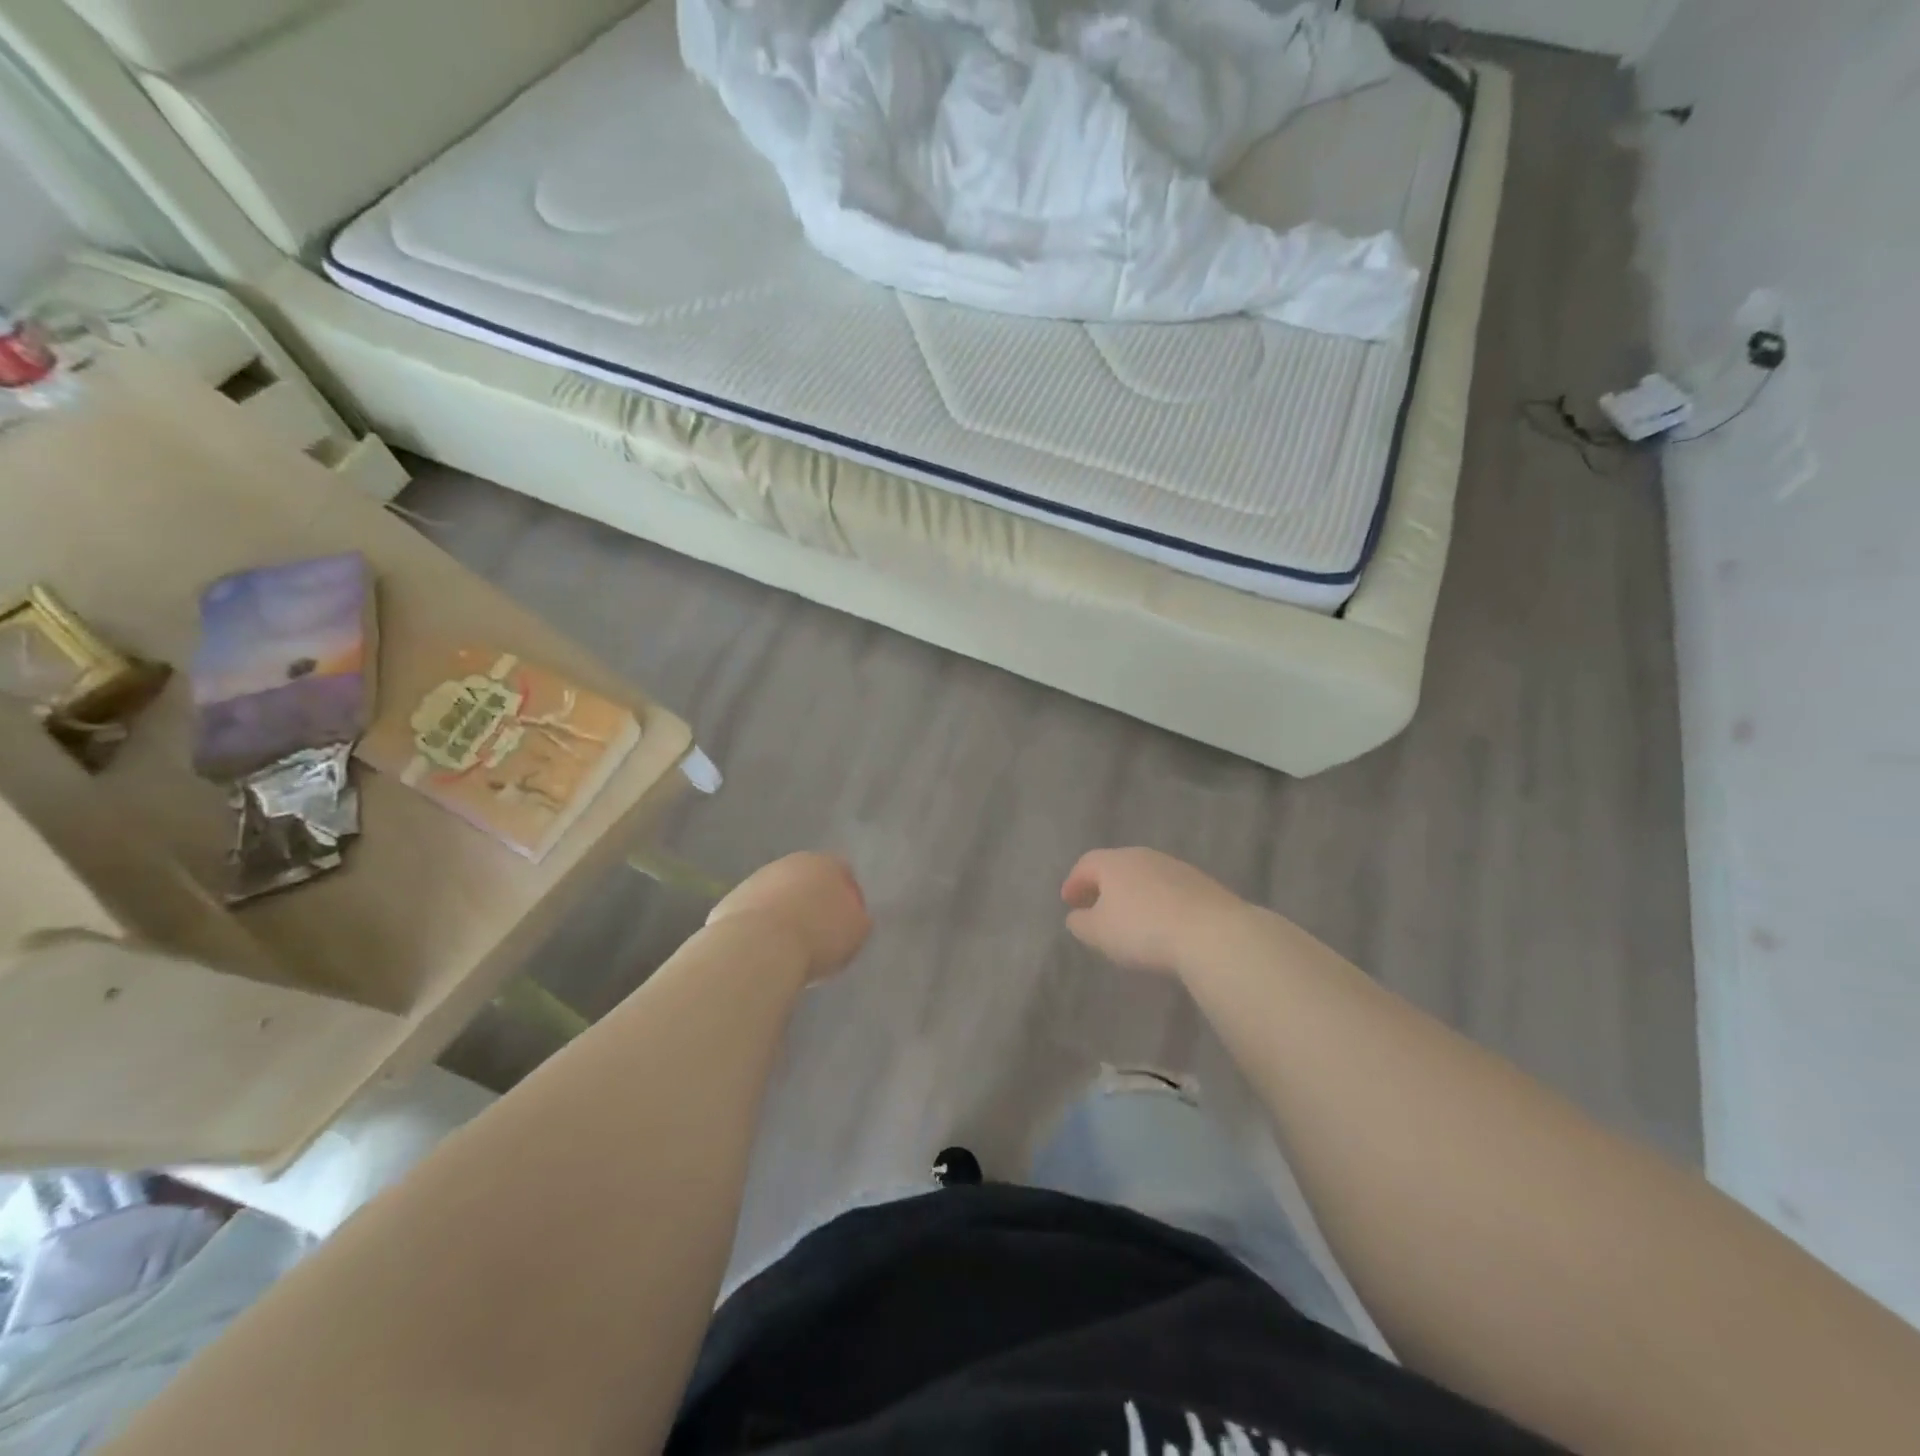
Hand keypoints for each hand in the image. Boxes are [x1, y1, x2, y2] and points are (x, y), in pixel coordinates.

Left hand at [706, 852, 871, 983]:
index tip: (846, 922)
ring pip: (777, 895)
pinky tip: (762, 952)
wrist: (757, 948)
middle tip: (817, 934)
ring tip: (787, 948)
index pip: (842, 871)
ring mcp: (755, 881)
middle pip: (806, 880)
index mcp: (824, 863)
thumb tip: (853, 916)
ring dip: (783, 914)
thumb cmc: (817, 936)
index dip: (847, 896)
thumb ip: (858, 918)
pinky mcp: (730, 902)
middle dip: (811, 901)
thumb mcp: (856, 931)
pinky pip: (753, 915)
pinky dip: (759, 928)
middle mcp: (789, 863)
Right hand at [1061, 848, 1247, 976]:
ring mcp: (1176, 867)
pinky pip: (1168, 889)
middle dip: (1103, 886)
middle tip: (1095, 907)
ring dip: (1132, 893)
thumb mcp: (1099, 933)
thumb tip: (1077, 916)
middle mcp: (1144, 856)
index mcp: (1114, 862)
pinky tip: (1160, 923)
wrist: (1212, 933)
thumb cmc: (1143, 930)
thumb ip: (1081, 923)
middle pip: (1116, 866)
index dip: (1074, 882)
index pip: (1086, 864)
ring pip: (1144, 876)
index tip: (1068, 902)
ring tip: (1128, 918)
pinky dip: (1157, 901)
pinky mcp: (1201, 884)